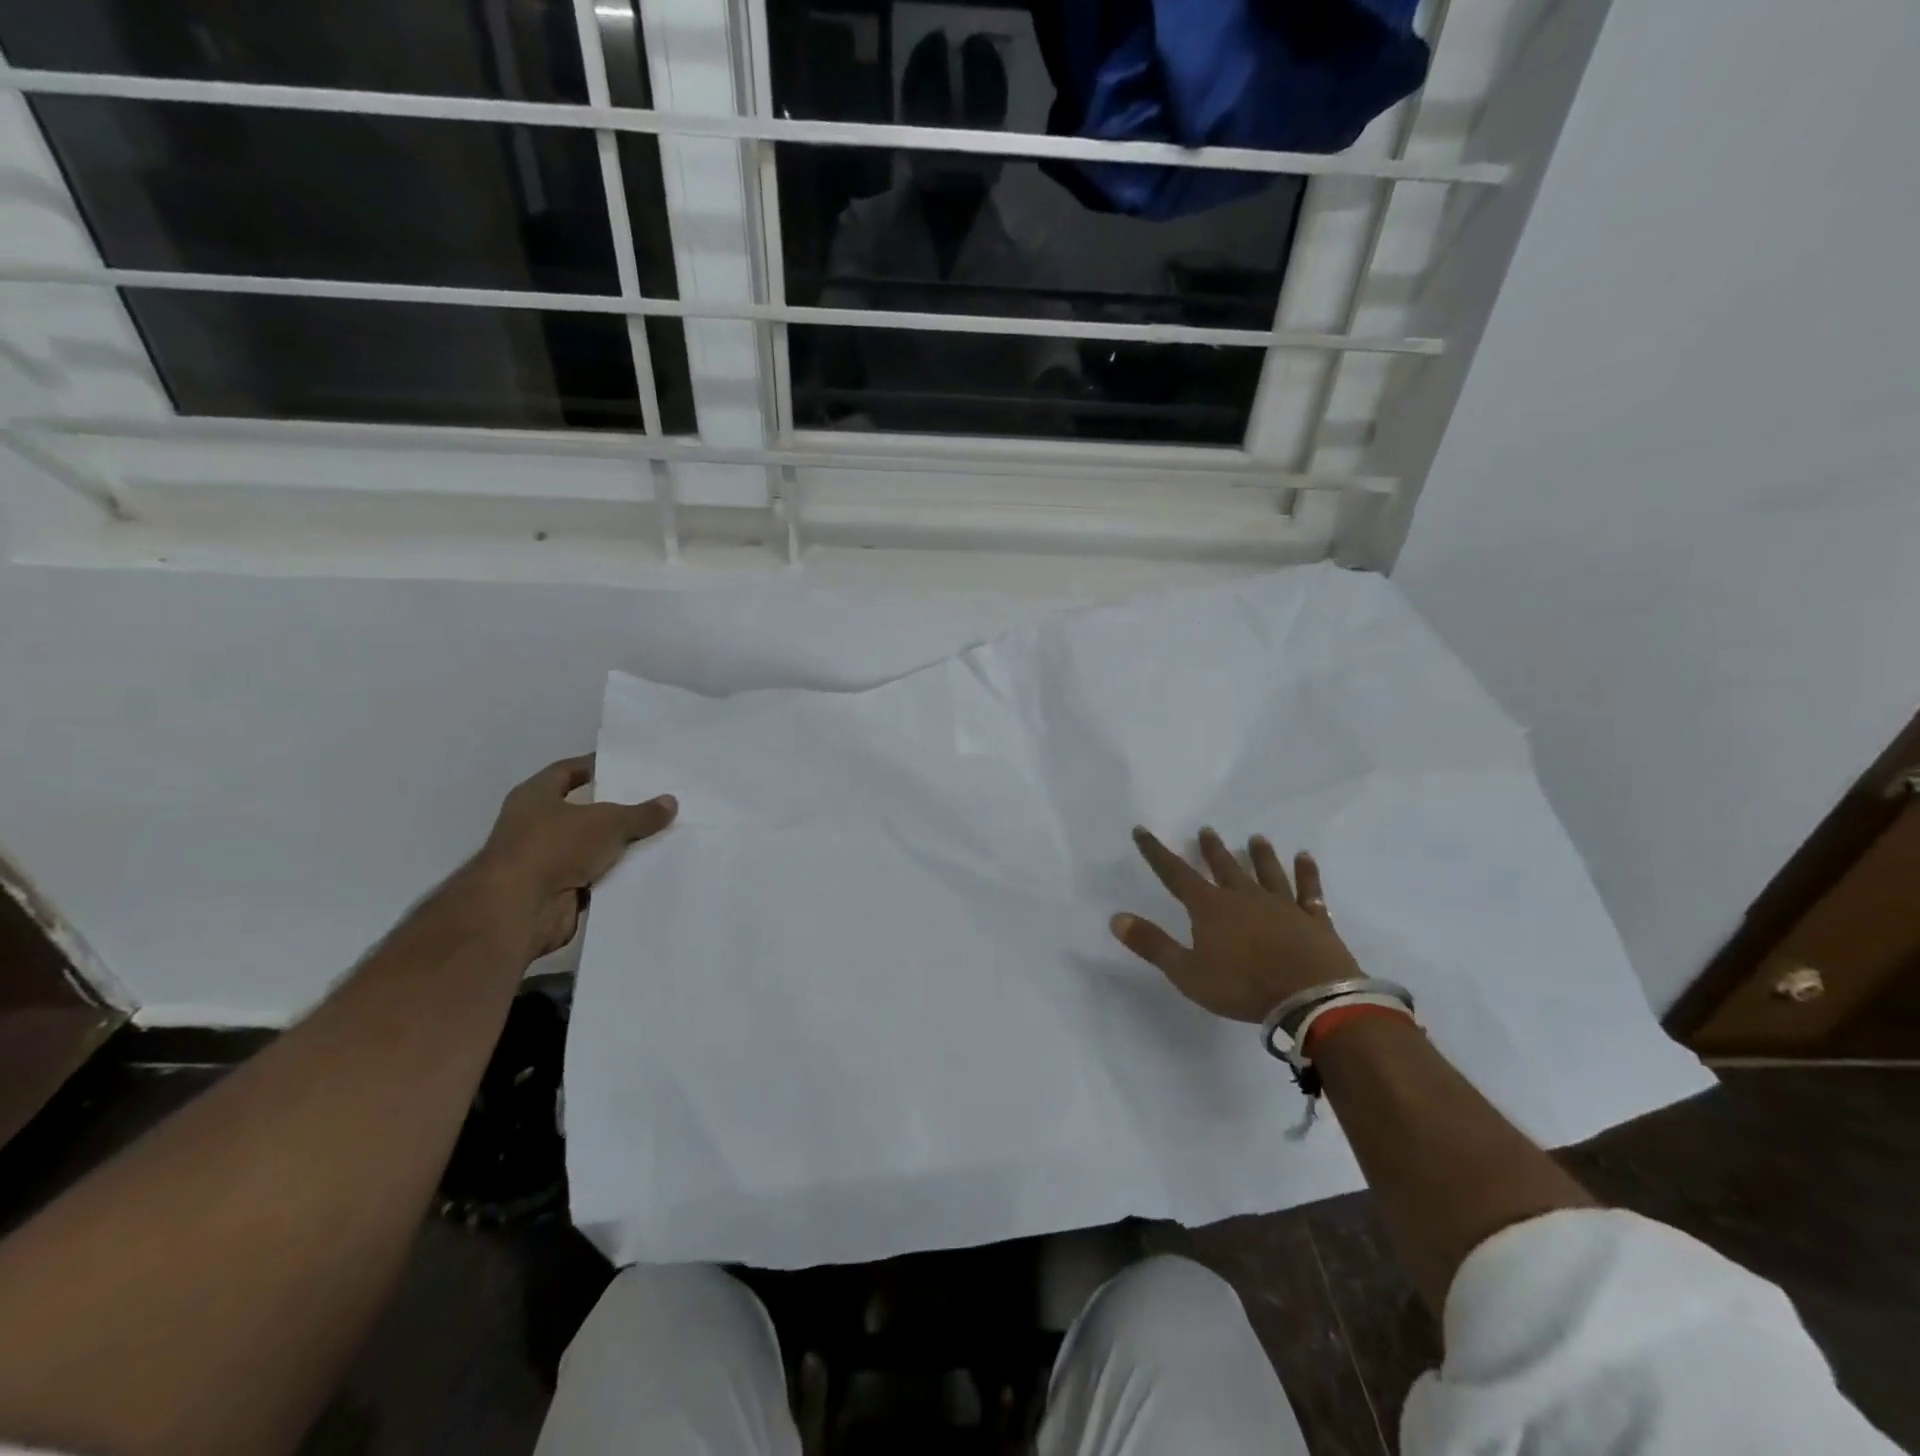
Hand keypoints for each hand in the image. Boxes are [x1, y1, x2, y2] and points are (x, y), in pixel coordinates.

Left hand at [469, 755, 677, 959]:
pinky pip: (595, 877)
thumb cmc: (555, 848)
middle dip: (616, 810)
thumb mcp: (608, 822)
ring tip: (660, 835)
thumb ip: (641, 813)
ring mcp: (544, 861)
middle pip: (583, 812)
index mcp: (534, 797)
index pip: (566, 771)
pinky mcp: (557, 892)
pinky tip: (648, 869)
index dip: (594, 766)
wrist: (520, 910)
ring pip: (591, 847)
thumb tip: (671, 801)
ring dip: (619, 846)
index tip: (625, 766)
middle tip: (653, 802)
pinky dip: (616, 875)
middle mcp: (534, 826)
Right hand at [1112, 827, 1361, 1021]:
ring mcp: (1282, 905)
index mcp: (1210, 907)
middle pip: (1224, 866)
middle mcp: (1244, 897)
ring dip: (1259, 855)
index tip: (1142, 831)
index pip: (1175, 874)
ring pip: (1267, 872)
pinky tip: (1305, 858)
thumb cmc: (1242, 987)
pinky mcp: (1313, 918)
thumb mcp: (1187, 972)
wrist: (1310, 997)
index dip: (1156, 852)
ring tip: (1255, 838)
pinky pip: (1308, 890)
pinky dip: (1306, 873)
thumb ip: (1152, 944)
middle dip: (1212, 849)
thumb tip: (1116, 917)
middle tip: (1207, 830)